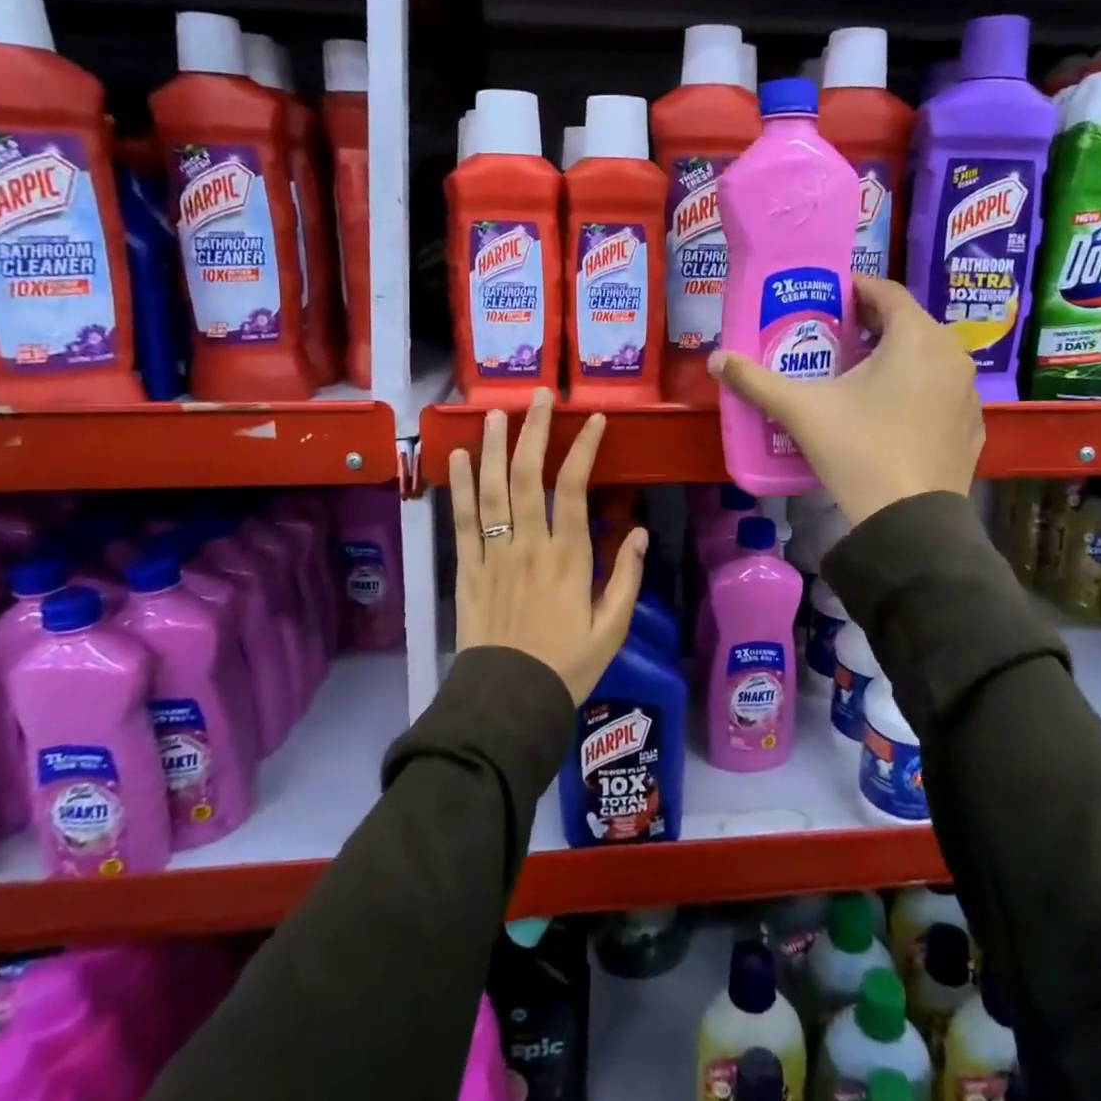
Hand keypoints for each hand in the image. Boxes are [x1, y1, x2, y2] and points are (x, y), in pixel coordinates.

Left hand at [448, 388, 647, 702]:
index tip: (594, 419)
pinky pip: (462, 523)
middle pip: (529, 477)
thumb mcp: (613, 628)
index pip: (574, 488)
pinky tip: (458, 459)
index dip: (583, 448)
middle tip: (540, 396)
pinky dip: (459, 489)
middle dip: (535, 431)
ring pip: (492, 491)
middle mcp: (528, 546)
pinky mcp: (467, 571)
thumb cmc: (568, 666)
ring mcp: (493, 556)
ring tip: (496, 412)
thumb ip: (627, 578)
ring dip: (494, 448)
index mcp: (568, 558)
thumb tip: (641, 531)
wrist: (510, 703)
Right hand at [708, 275, 981, 524]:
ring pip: (929, 358)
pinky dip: (917, 390)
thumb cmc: (858, 450)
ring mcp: (968, 393)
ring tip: (860, 374)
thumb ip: (756, 381)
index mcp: (916, 337)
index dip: (855, 289)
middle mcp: (951, 355)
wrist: (910, 522)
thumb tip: (716, 359)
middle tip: (836, 336)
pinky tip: (892, 413)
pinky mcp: (971, 427)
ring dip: (897, 357)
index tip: (828, 298)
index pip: (886, 292)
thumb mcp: (801, 411)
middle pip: (909, 324)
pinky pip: (941, 393)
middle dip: (872, 325)